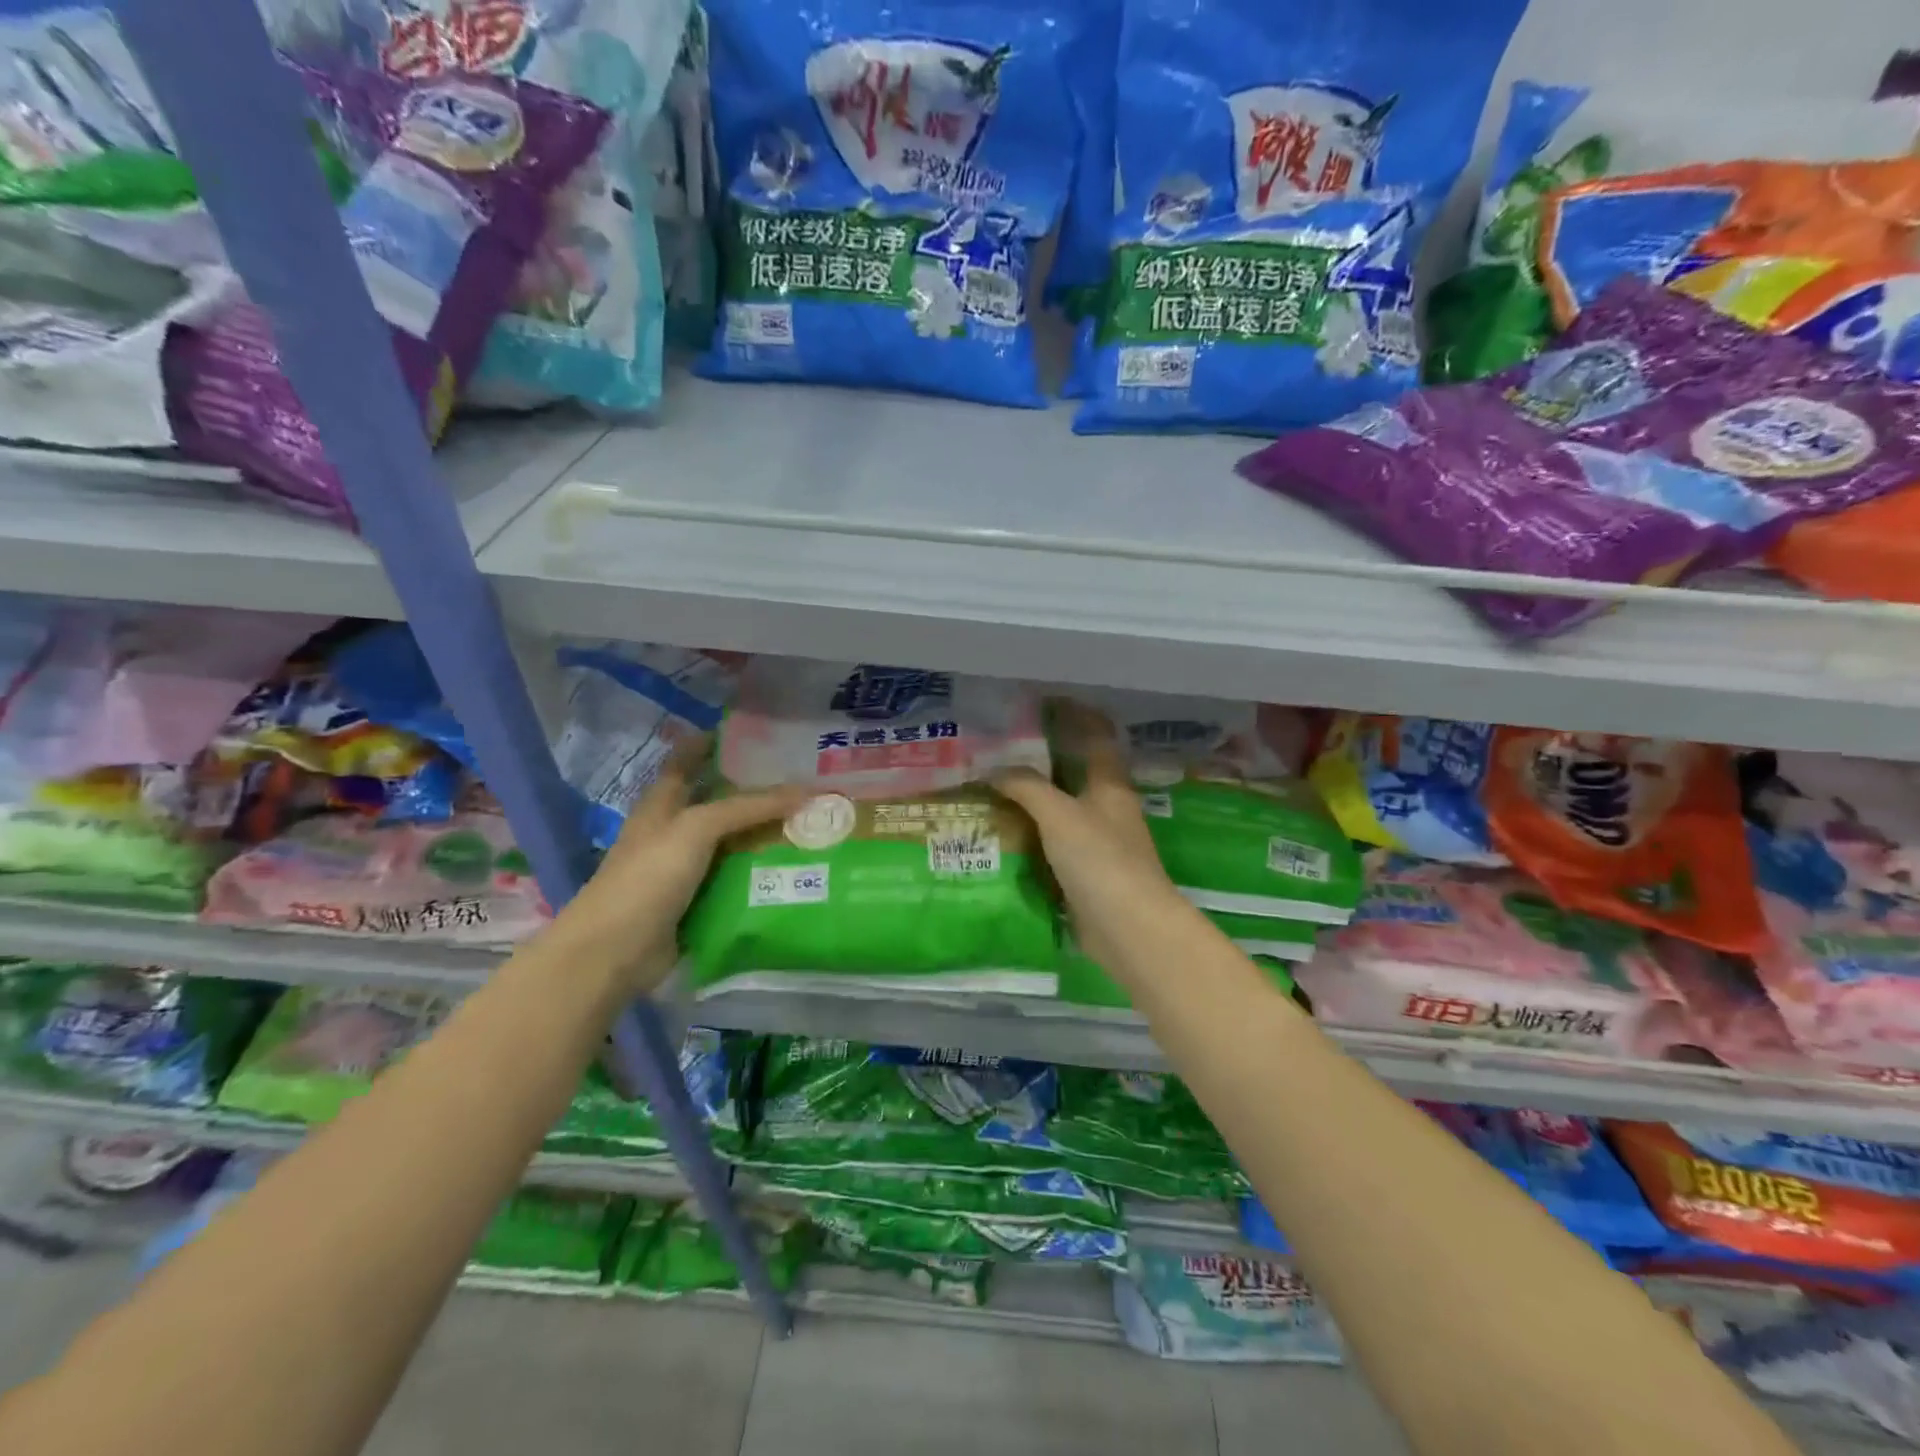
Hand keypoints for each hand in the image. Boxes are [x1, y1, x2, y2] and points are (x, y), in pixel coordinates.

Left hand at [556, 740, 806, 996]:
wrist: (614, 952)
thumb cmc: (648, 877)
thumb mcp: (696, 828)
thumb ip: (748, 807)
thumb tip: (805, 791)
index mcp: (662, 805)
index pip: (686, 762)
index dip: (711, 744)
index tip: (752, 734)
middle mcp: (674, 832)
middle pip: (718, 803)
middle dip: (755, 793)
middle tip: (803, 781)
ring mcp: (686, 870)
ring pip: (733, 844)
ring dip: (765, 835)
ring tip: (813, 822)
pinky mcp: (699, 903)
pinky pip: (737, 880)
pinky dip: (763, 873)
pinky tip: (797, 868)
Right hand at [992, 704, 1191, 975]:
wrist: (1128, 929)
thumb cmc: (1100, 860)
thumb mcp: (1060, 815)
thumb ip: (1027, 787)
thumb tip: (994, 769)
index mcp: (1109, 786)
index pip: (1096, 736)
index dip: (1077, 715)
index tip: (1047, 700)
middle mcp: (1105, 810)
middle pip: (1073, 774)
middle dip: (1041, 760)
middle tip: (999, 749)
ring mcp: (1095, 845)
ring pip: (1058, 812)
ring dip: (1030, 801)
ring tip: (988, 788)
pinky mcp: (1083, 875)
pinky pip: (1050, 847)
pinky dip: (1028, 838)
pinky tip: (1000, 835)